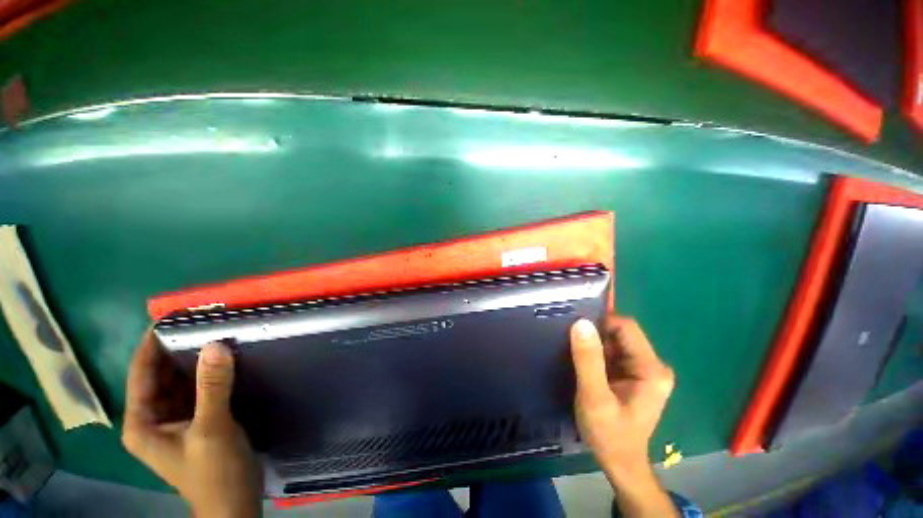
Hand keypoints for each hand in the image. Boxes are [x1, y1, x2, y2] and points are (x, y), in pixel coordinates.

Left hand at [122, 330, 260, 517]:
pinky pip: (197, 388)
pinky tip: (225, 358)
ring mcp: (174, 418)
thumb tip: (216, 344)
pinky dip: (208, 373)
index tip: (172, 316)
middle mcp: (152, 417)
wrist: (235, 501)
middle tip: (202, 322)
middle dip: (178, 348)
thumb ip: (212, 387)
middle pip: (160, 374)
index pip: (141, 373)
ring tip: (215, 333)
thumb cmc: (214, 471)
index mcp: (141, 422)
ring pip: (180, 380)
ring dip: (195, 359)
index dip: (152, 344)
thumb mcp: (212, 429)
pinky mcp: (195, 419)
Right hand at [570, 316, 677, 517]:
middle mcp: (653, 365)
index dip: (599, 323)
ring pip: (615, 341)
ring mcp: (644, 369)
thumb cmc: (609, 435)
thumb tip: (580, 323)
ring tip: (575, 353)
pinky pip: (613, 351)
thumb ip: (588, 360)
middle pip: (621, 333)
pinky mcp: (634, 374)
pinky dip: (597, 352)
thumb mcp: (595, 398)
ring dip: (594, 343)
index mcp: (651, 369)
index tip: (575, 330)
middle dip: (595, 334)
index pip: (626, 327)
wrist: (619, 462)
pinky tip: (584, 363)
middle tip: (572, 343)